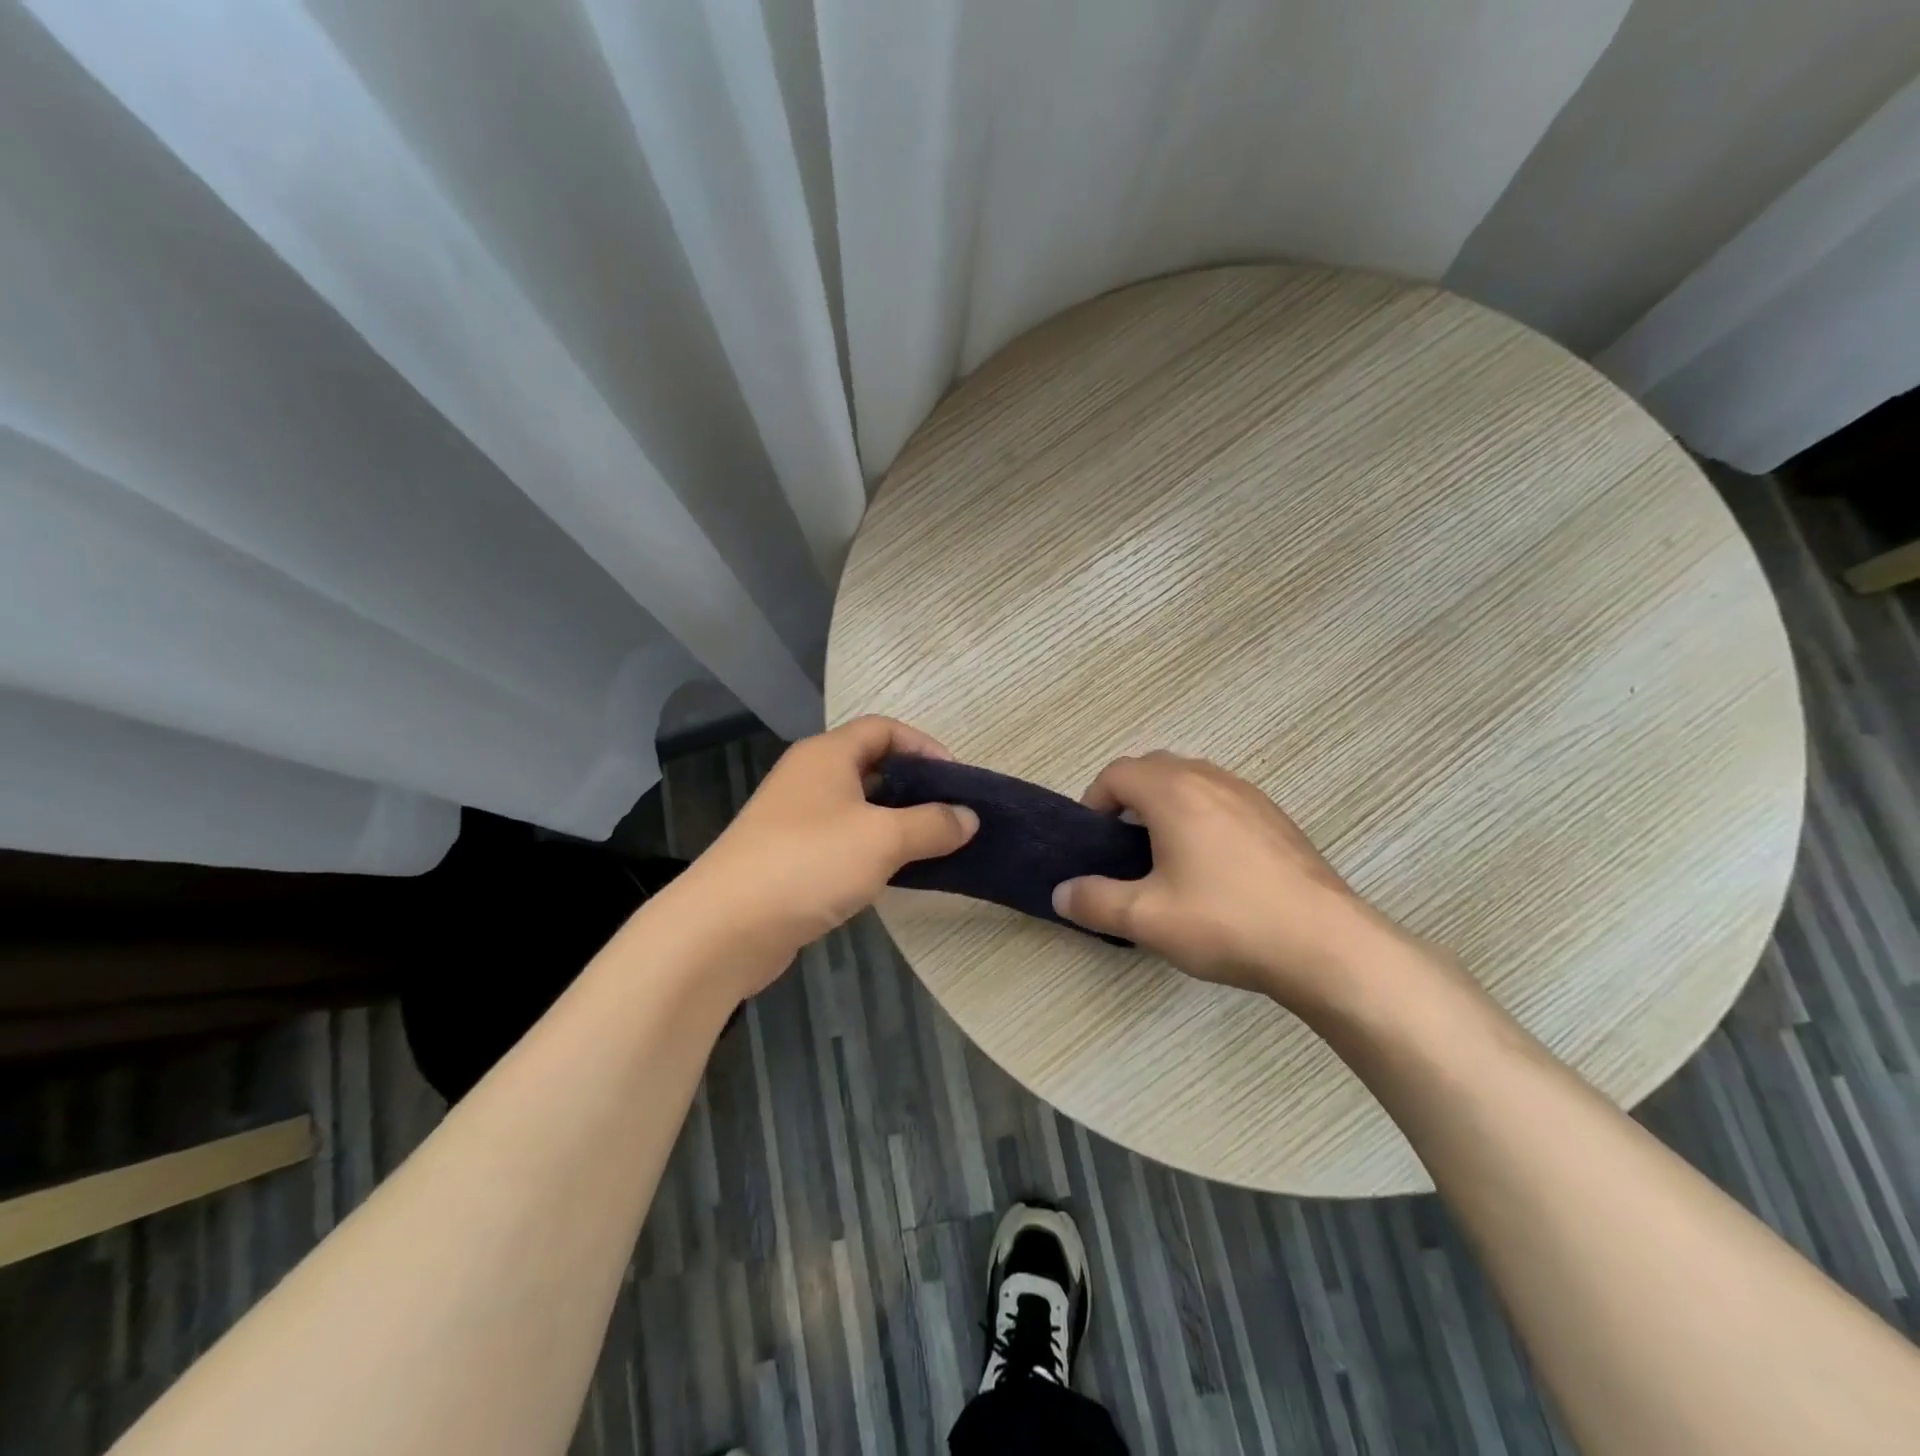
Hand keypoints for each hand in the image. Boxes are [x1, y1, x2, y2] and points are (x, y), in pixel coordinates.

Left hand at [674, 716, 978, 991]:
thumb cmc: (810, 862)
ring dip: (895, 821)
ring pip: (857, 807)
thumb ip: (932, 824)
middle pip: (871, 766)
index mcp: (827, 755)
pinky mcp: (790, 857)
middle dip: (913, 786)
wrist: (726, 926)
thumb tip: (969, 817)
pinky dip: (872, 849)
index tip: (956, 779)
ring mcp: (795, 818)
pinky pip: (842, 840)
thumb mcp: (883, 838)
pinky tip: (895, 873)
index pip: (884, 729)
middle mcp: (809, 777)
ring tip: (933, 844)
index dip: (924, 746)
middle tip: (951, 814)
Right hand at [1052, 751, 1408, 1010]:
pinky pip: (1222, 798)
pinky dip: (1201, 814)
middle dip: (1128, 798)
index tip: (1095, 842)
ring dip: (1166, 803)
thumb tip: (1060, 893)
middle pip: (1154, 768)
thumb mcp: (1146, 919)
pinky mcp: (1276, 817)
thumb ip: (1094, 902)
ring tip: (1165, 854)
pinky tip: (1212, 865)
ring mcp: (1249, 794)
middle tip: (1123, 846)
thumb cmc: (1226, 922)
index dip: (1094, 801)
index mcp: (1174, 791)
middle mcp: (1210, 779)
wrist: (1325, 945)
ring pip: (1191, 779)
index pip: (1117, 773)